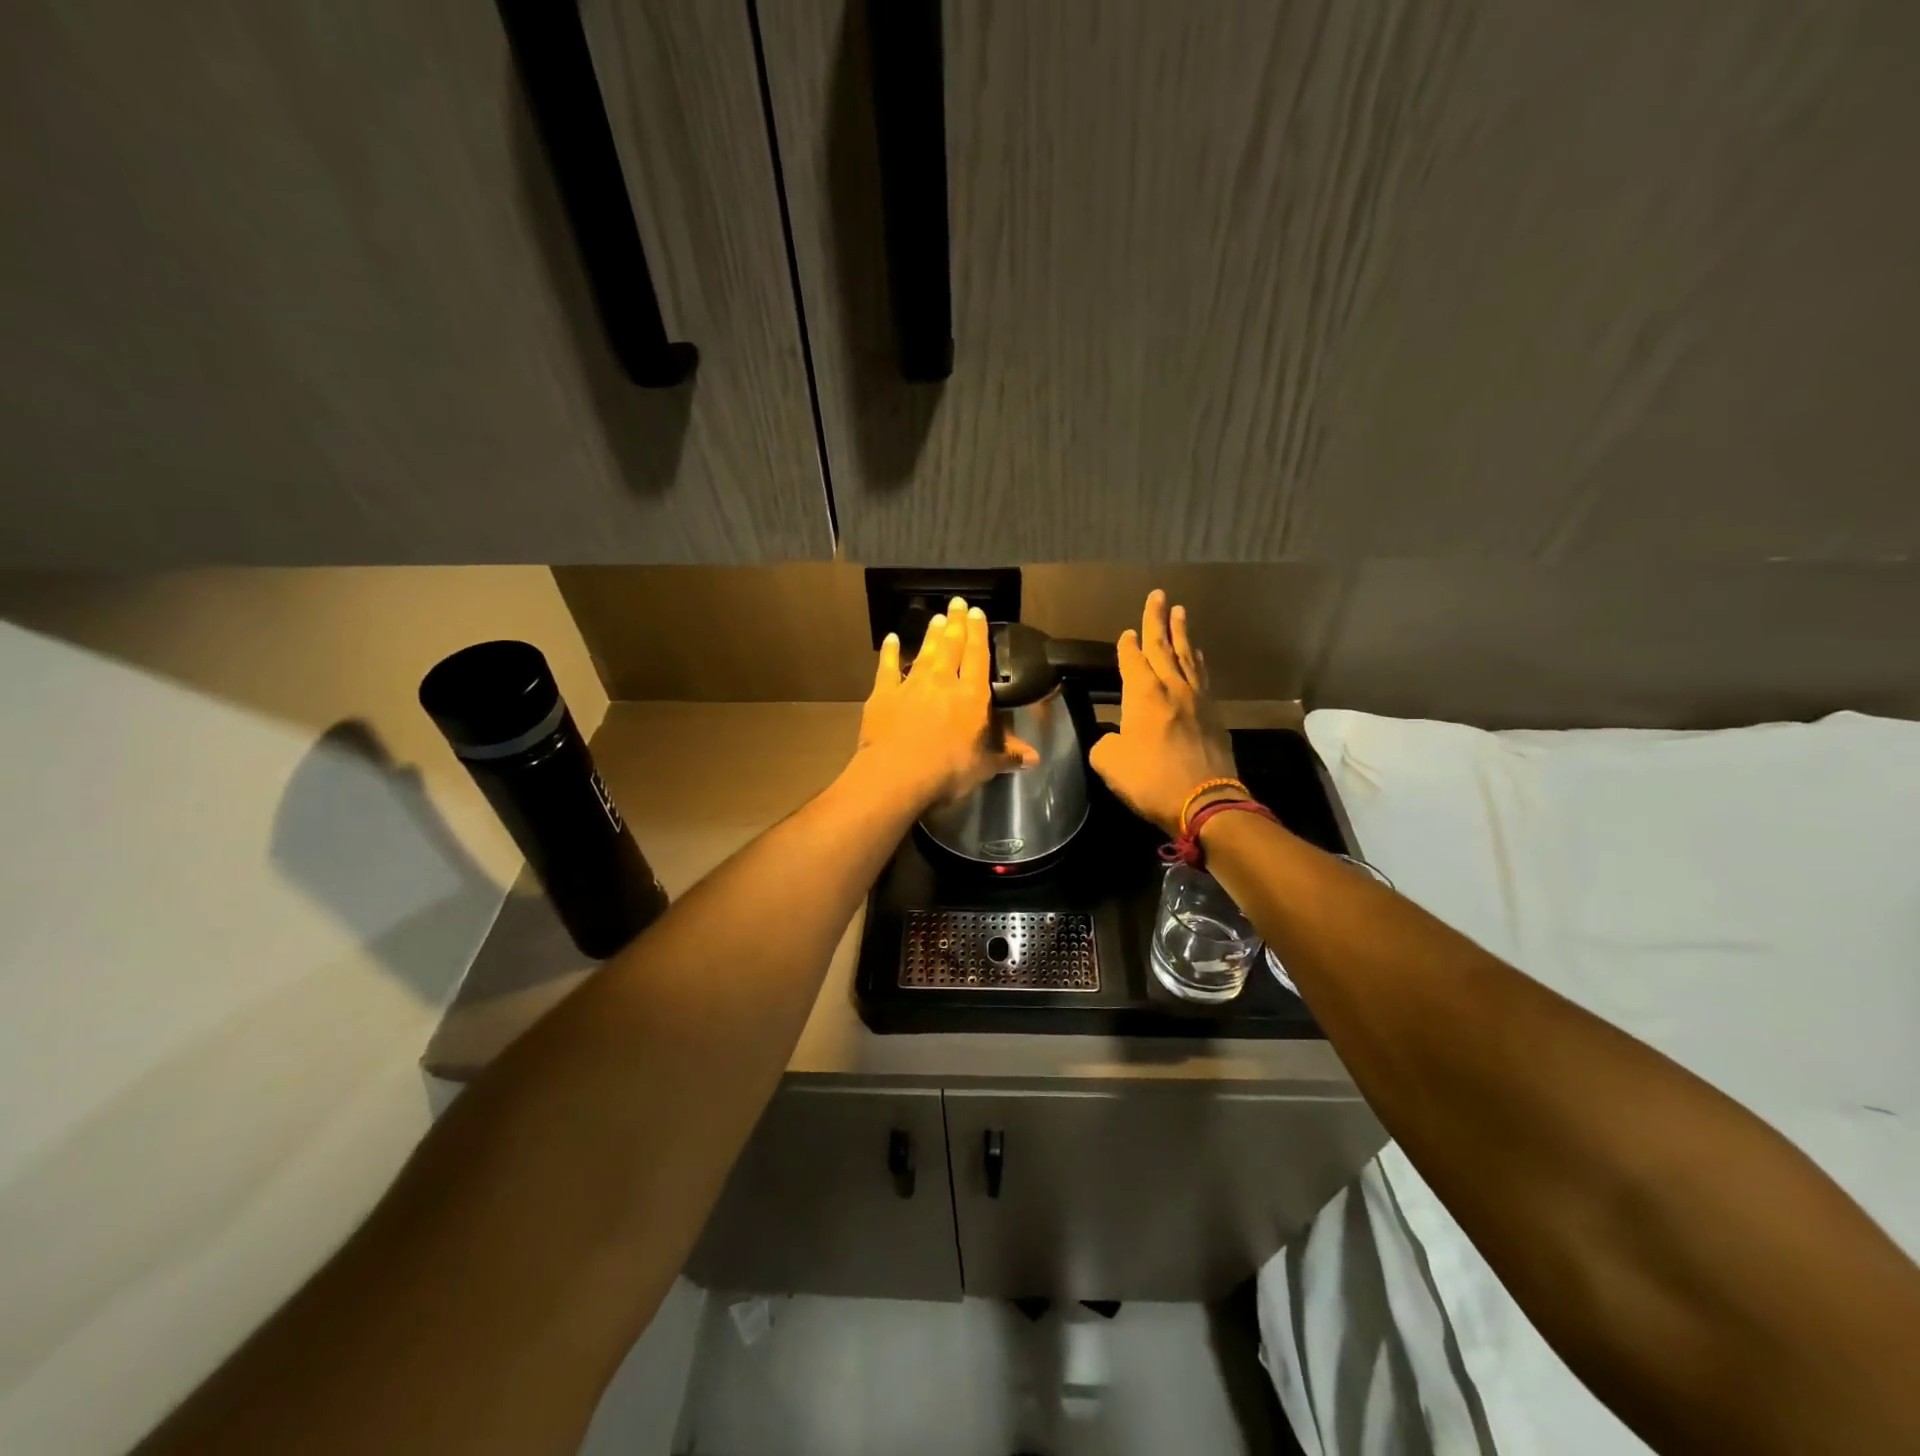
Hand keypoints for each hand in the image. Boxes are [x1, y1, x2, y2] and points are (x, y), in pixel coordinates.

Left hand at [856, 596, 1038, 807]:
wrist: (898, 774)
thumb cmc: (948, 771)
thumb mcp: (985, 766)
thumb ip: (1008, 755)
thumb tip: (1035, 758)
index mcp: (972, 696)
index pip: (979, 656)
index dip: (978, 633)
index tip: (977, 613)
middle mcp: (944, 681)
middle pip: (952, 645)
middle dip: (956, 623)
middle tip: (957, 603)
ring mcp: (912, 685)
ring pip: (925, 652)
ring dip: (931, 634)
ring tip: (936, 617)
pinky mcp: (884, 694)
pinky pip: (887, 667)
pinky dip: (890, 652)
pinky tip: (891, 639)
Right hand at [1088, 589, 1237, 834]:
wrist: (1205, 801)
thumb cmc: (1151, 780)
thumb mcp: (1109, 763)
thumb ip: (1105, 743)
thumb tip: (1113, 738)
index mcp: (1142, 694)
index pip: (1132, 660)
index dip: (1127, 645)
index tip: (1126, 632)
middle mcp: (1171, 687)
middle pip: (1163, 646)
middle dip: (1157, 620)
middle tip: (1158, 595)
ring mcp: (1197, 699)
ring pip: (1188, 656)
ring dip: (1182, 633)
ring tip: (1181, 613)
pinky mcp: (1214, 715)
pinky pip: (1204, 677)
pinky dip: (1199, 661)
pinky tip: (1199, 656)